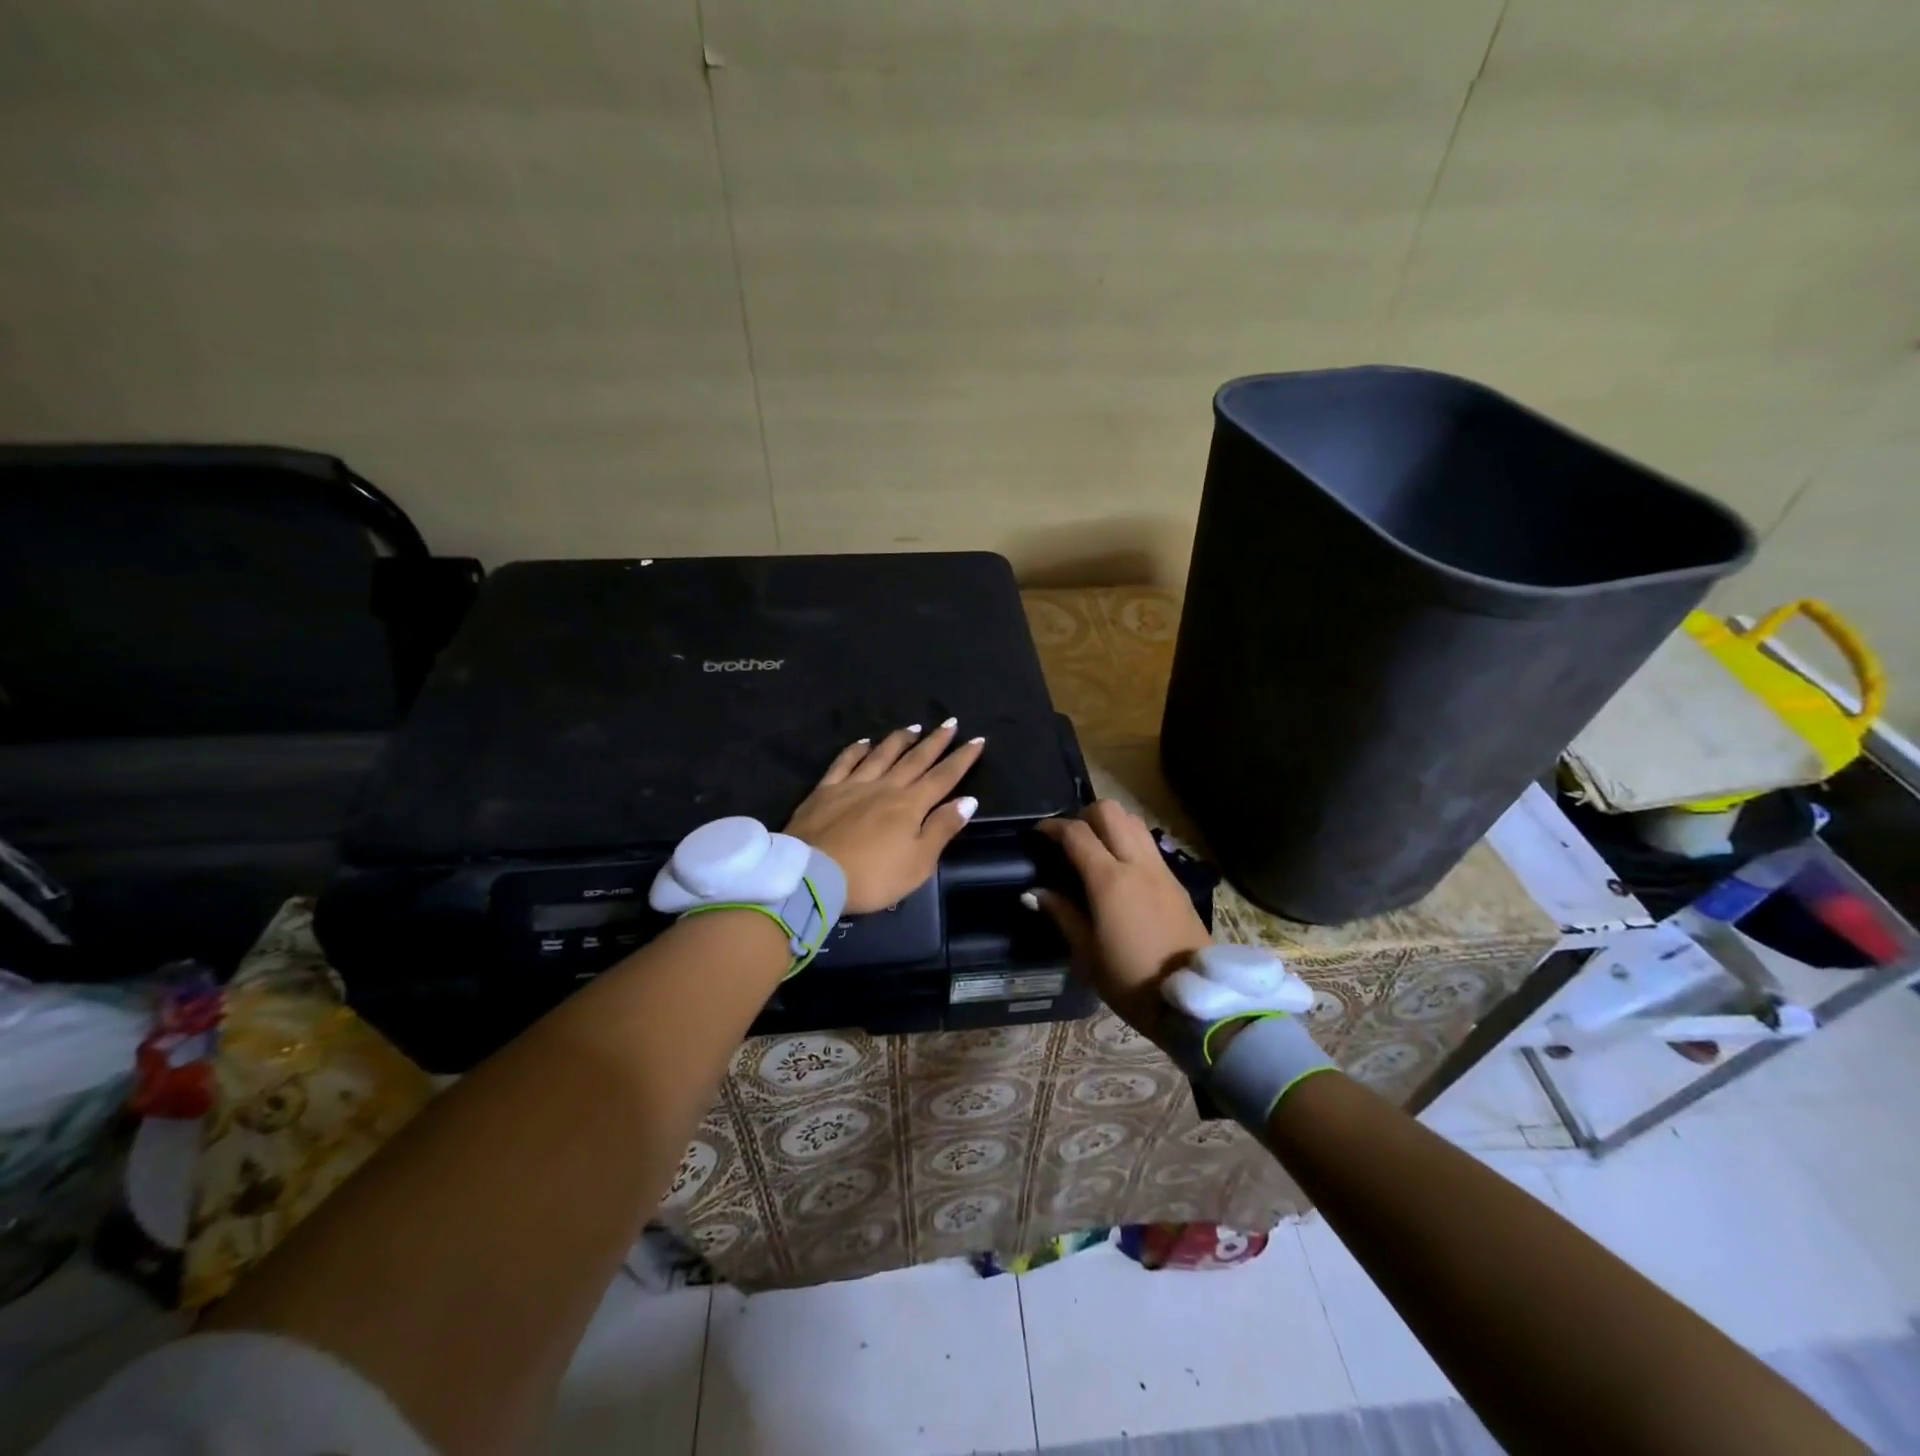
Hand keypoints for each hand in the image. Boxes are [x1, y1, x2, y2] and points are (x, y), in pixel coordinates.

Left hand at [785, 720, 985, 913]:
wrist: (812, 876)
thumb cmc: (872, 876)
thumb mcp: (918, 863)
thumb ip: (942, 829)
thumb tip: (968, 800)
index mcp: (910, 805)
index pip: (943, 777)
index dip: (962, 759)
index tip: (978, 740)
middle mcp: (885, 787)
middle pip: (915, 759)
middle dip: (936, 741)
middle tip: (950, 722)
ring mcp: (853, 785)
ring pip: (881, 755)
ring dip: (900, 740)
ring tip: (914, 727)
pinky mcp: (825, 791)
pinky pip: (844, 762)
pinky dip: (856, 750)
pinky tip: (864, 742)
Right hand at [1033, 801, 1211, 1041]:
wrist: (1193, 998)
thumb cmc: (1131, 979)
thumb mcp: (1087, 952)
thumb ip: (1061, 914)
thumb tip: (1033, 893)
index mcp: (1109, 880)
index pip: (1077, 833)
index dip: (1053, 827)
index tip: (1038, 833)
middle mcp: (1137, 864)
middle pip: (1110, 811)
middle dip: (1085, 815)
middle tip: (1070, 839)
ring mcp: (1161, 869)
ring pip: (1133, 821)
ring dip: (1111, 824)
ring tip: (1095, 848)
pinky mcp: (1176, 881)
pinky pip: (1148, 843)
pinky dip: (1129, 840)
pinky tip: (1120, 867)